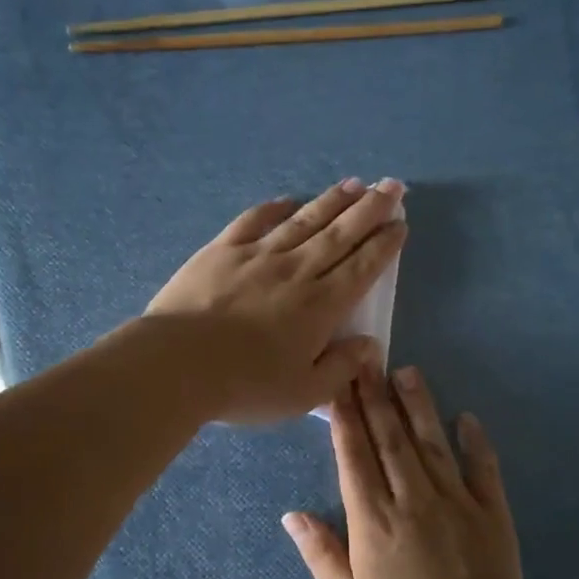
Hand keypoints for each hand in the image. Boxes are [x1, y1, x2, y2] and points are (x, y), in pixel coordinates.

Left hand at [144, 178, 406, 423]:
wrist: (177, 365)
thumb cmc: (245, 386)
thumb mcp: (303, 394)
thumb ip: (341, 368)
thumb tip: (370, 345)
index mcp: (321, 306)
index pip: (362, 267)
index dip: (384, 244)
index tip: (400, 224)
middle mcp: (296, 271)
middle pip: (340, 233)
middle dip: (370, 209)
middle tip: (392, 187)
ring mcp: (257, 255)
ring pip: (304, 220)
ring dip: (332, 201)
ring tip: (354, 184)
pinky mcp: (222, 250)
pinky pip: (255, 220)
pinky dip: (276, 208)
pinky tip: (289, 200)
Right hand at [281, 367, 529, 578]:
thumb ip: (321, 554)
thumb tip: (292, 514)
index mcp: (373, 519)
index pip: (354, 456)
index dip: (345, 417)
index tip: (338, 383)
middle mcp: (412, 498)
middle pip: (390, 439)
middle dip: (375, 397)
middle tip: (367, 359)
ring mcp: (455, 501)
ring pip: (431, 443)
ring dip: (418, 406)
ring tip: (407, 372)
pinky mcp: (492, 512)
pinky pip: (483, 469)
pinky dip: (476, 442)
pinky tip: (467, 418)